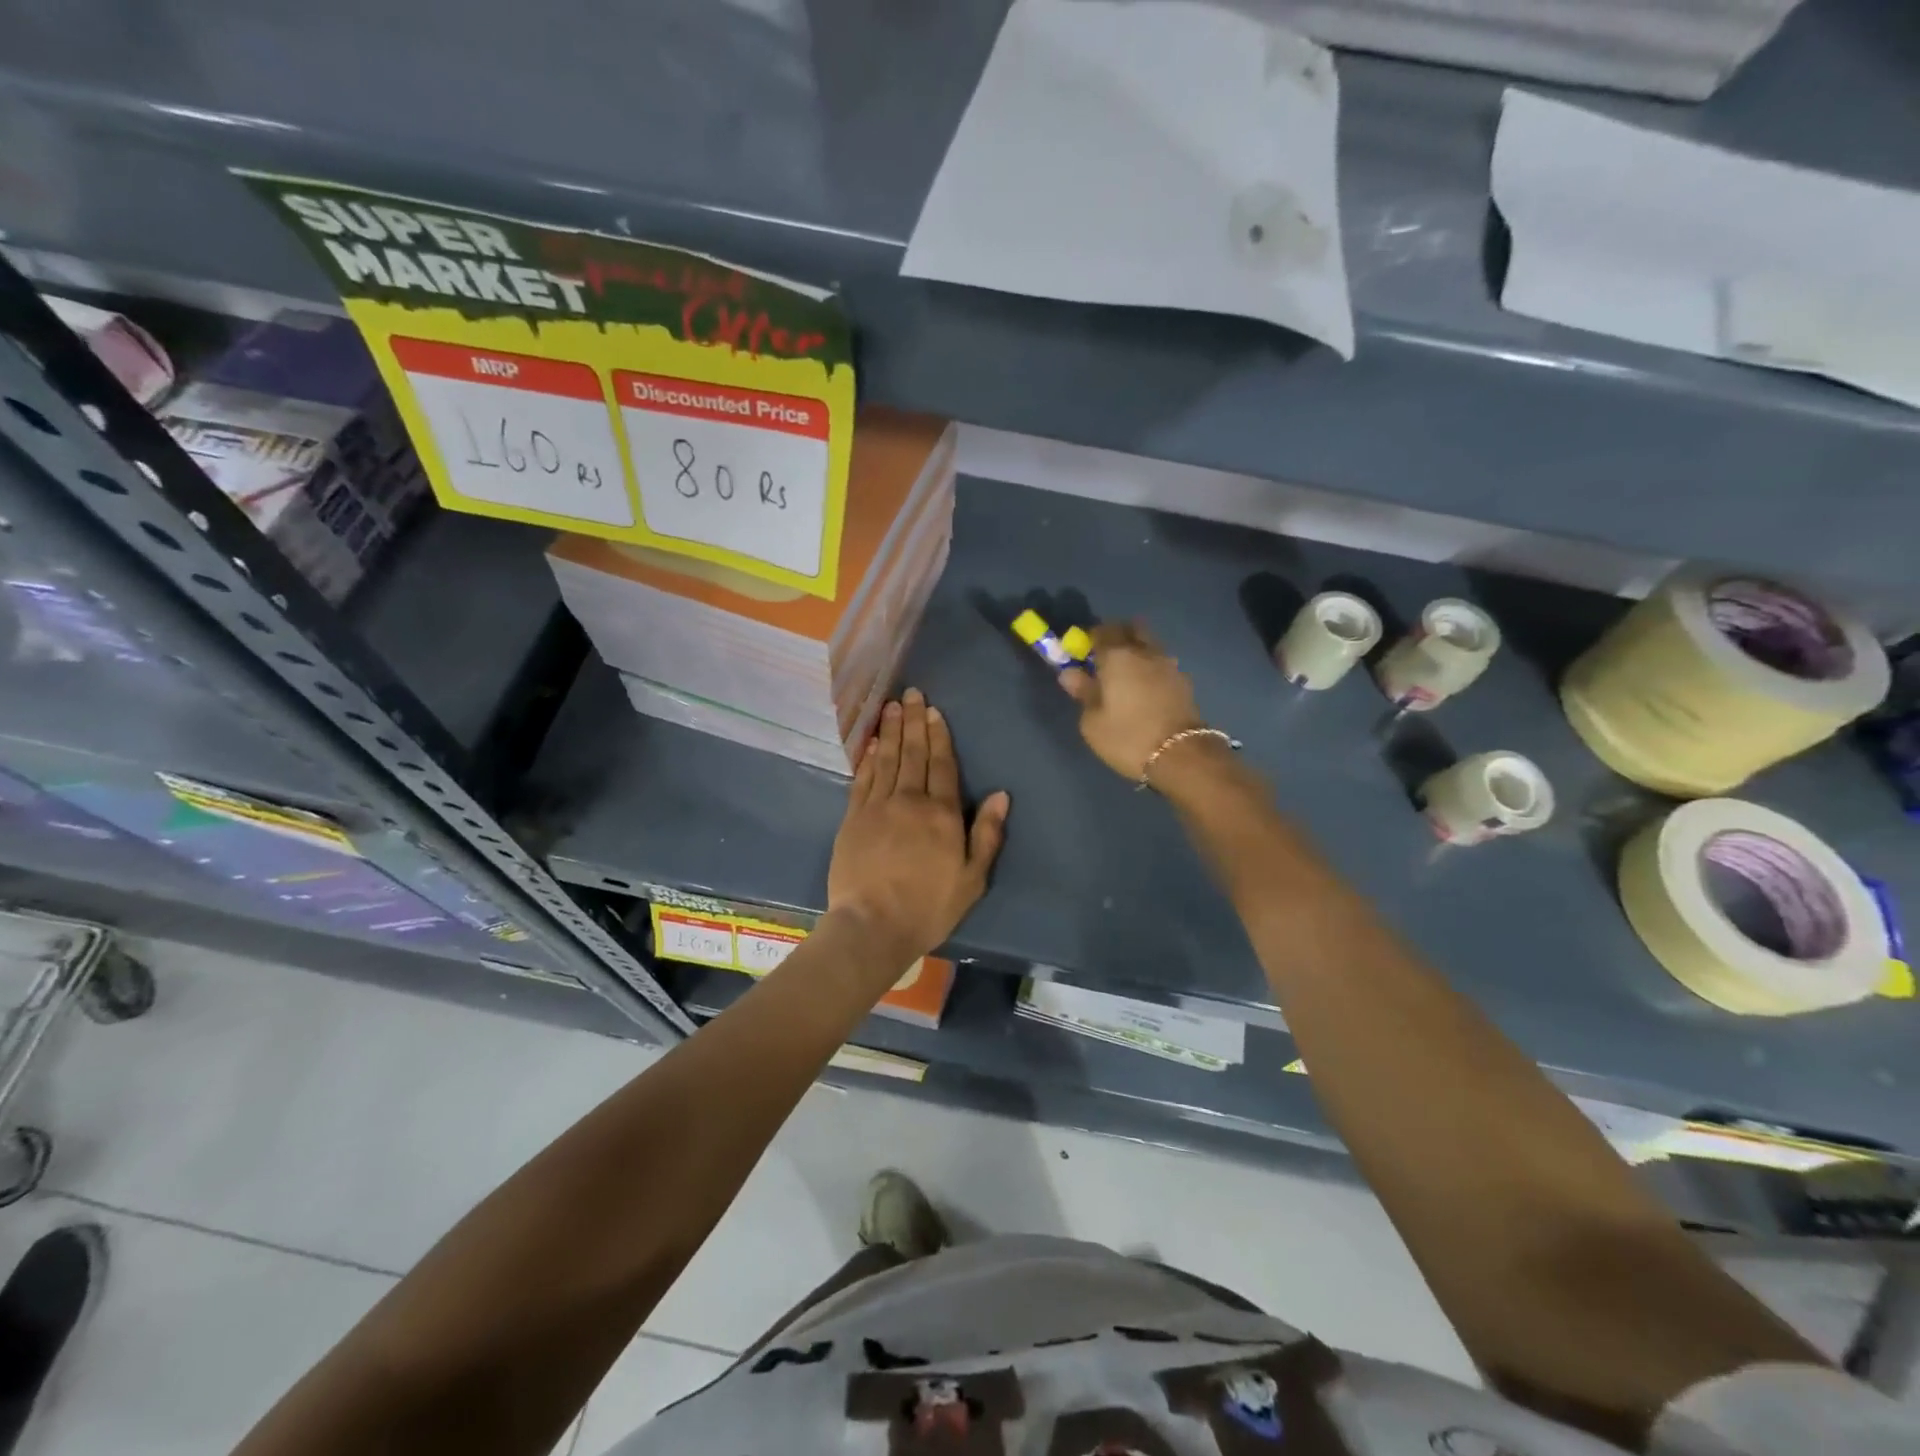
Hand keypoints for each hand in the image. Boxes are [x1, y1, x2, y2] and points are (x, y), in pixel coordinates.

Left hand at [827, 687, 1009, 968]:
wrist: (873, 925)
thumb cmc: (929, 906)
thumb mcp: (972, 878)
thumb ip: (987, 834)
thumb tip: (1001, 794)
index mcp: (941, 814)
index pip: (942, 765)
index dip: (939, 735)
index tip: (934, 710)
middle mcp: (909, 801)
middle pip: (913, 754)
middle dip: (913, 722)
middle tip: (911, 693)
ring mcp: (877, 807)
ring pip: (887, 760)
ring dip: (891, 731)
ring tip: (892, 706)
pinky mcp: (852, 819)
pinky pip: (862, 779)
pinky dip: (868, 758)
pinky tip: (872, 742)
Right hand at [1059, 621, 1205, 781]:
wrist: (1181, 756)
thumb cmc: (1127, 737)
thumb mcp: (1092, 722)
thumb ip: (1083, 692)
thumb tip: (1071, 673)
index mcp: (1117, 656)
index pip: (1101, 631)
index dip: (1089, 638)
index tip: (1082, 652)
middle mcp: (1145, 652)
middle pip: (1132, 628)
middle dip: (1118, 635)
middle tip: (1106, 656)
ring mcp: (1169, 665)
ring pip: (1150, 645)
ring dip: (1137, 651)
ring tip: (1126, 676)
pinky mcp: (1184, 682)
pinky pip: (1162, 664)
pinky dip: (1151, 669)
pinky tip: (1145, 690)